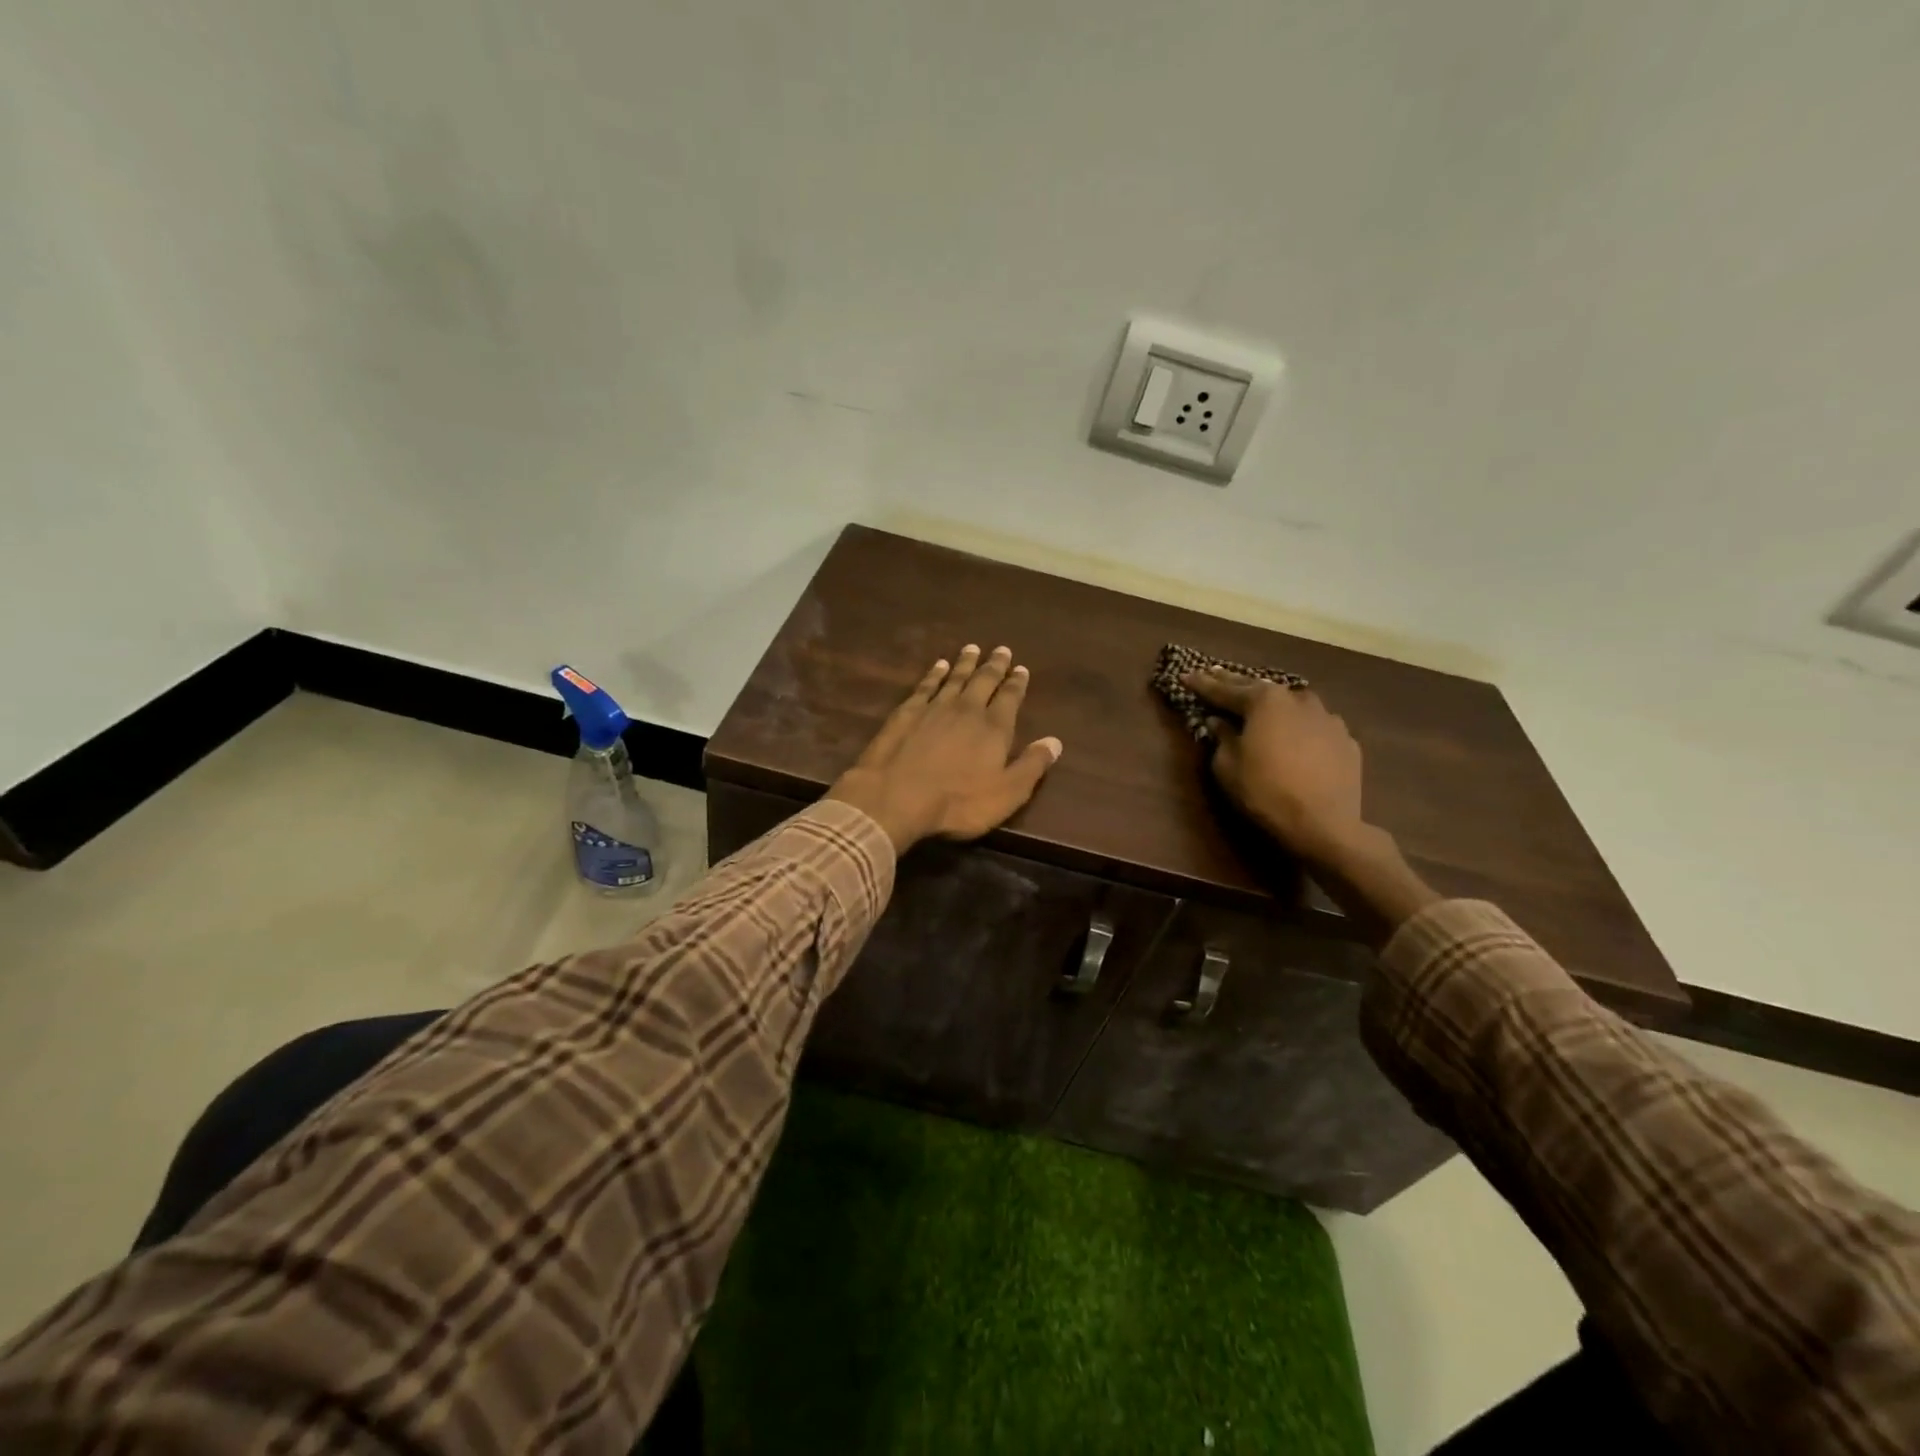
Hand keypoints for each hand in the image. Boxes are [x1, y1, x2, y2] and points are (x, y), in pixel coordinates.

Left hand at [827, 645, 1062, 854]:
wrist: (896, 796)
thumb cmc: (958, 802)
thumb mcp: (1007, 793)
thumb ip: (1032, 766)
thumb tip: (1055, 741)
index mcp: (994, 728)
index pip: (1010, 698)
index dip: (1017, 683)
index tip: (1022, 669)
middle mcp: (966, 709)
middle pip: (983, 681)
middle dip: (994, 666)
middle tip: (1001, 650)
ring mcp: (934, 708)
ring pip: (955, 678)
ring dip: (965, 663)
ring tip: (972, 648)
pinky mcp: (906, 712)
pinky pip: (926, 686)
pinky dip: (934, 674)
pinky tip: (938, 666)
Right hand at [1183, 669, 1366, 862]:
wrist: (1324, 824)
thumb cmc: (1265, 791)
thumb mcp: (1227, 766)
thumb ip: (1221, 738)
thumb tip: (1219, 722)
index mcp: (1265, 702)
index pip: (1225, 690)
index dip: (1203, 684)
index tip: (1186, 675)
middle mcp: (1298, 700)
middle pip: (1260, 689)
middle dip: (1234, 683)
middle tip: (1214, 674)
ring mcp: (1328, 718)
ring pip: (1293, 703)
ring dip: (1273, 703)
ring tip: (1260, 702)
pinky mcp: (1346, 740)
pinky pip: (1315, 726)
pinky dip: (1300, 726)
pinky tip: (1296, 735)